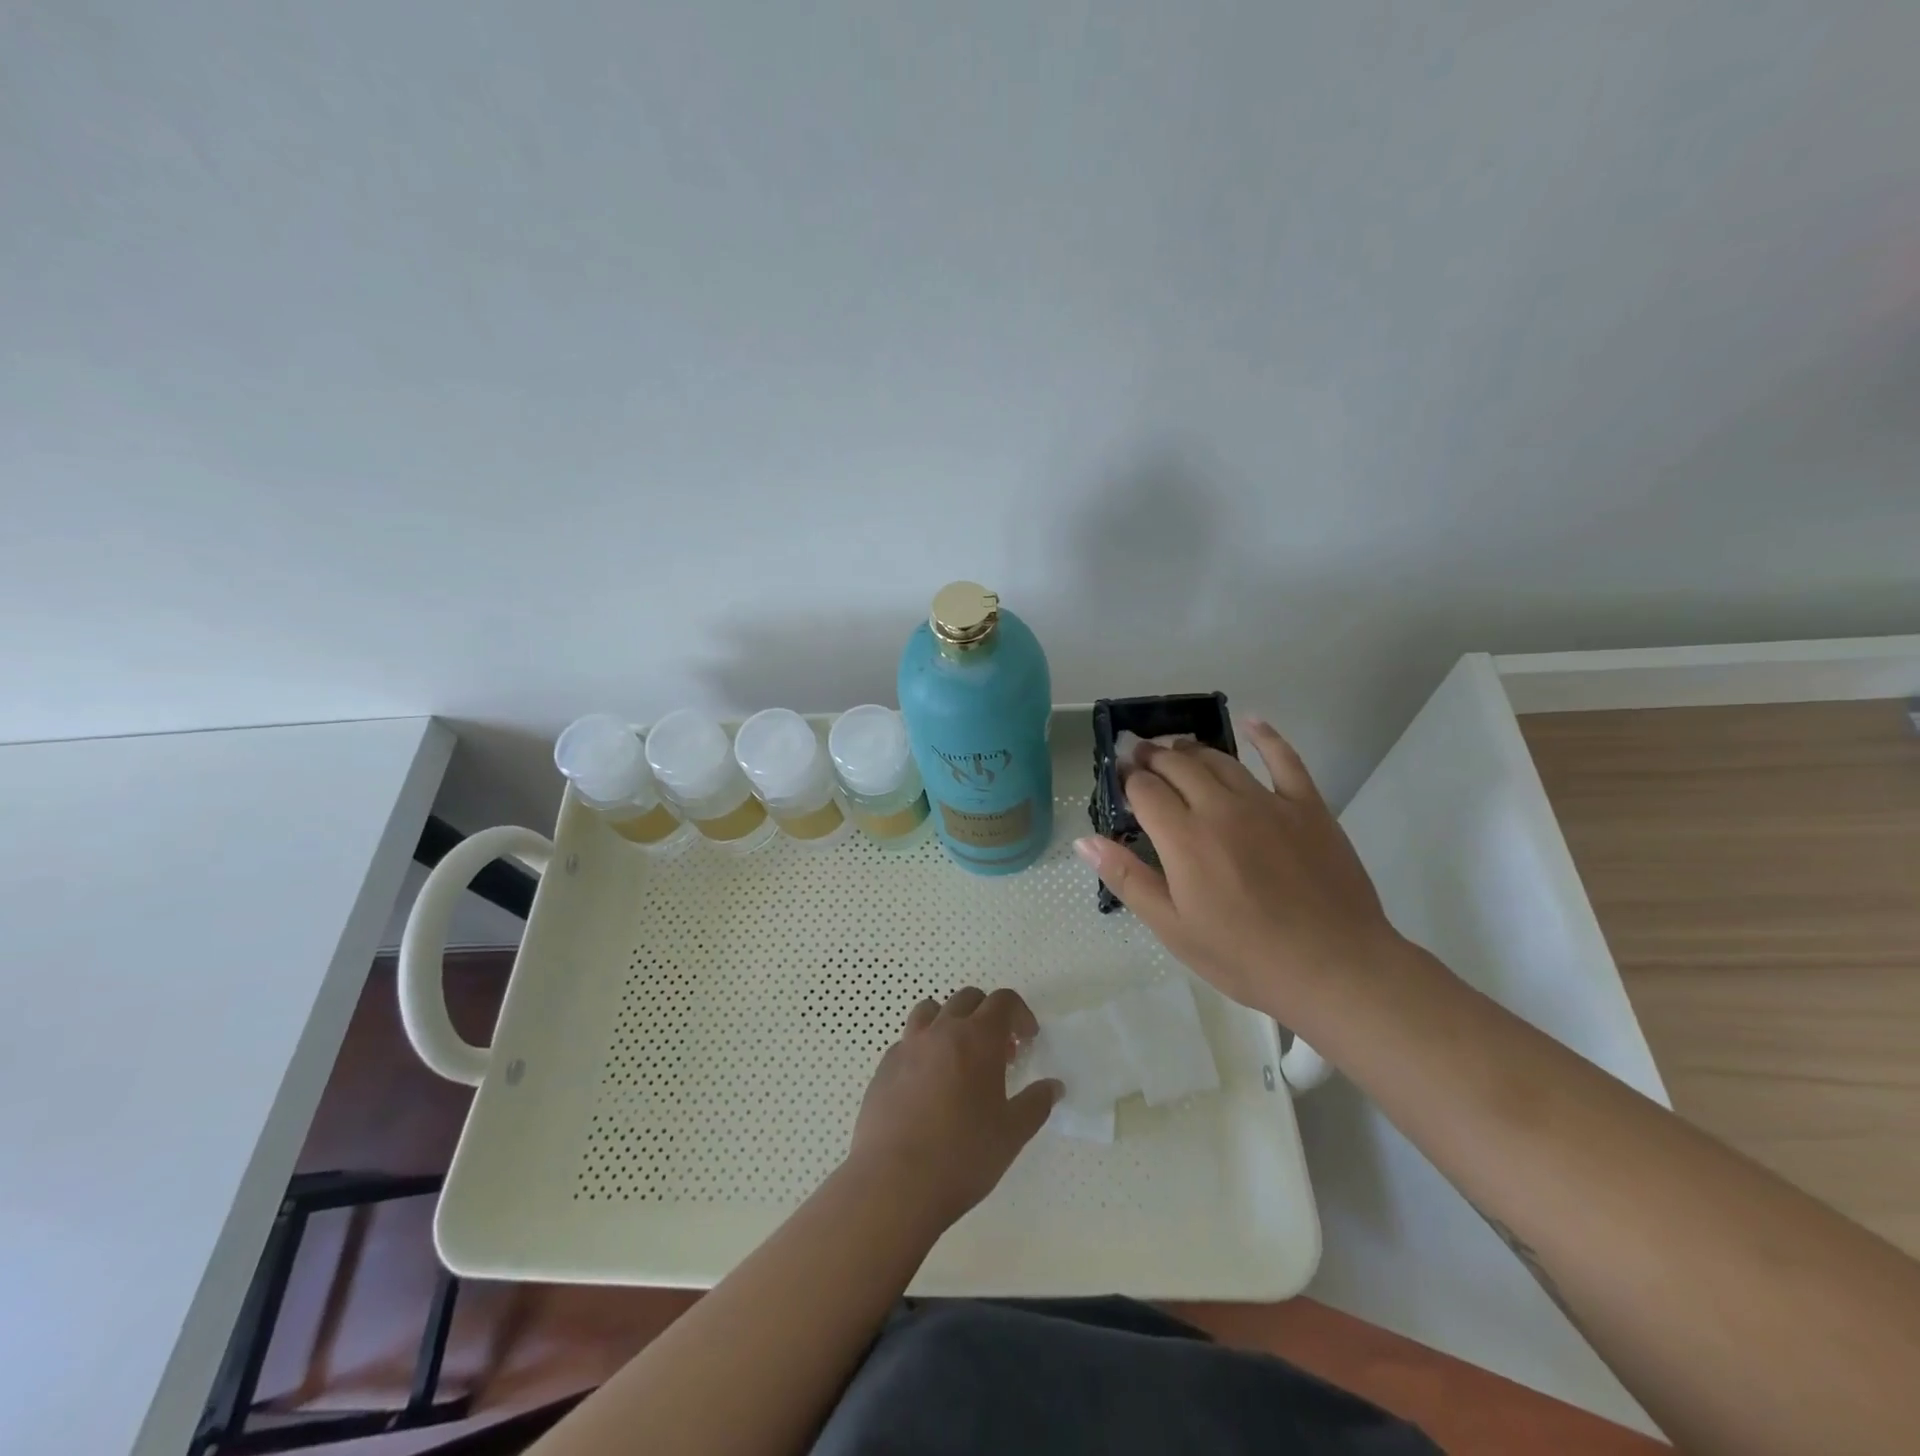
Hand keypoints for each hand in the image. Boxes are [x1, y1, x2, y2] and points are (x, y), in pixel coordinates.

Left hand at [847, 987, 1059, 1234]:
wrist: (894, 1182)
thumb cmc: (962, 1155)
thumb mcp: (1012, 1134)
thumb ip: (1036, 1104)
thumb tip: (1053, 1086)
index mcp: (978, 1038)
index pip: (1003, 1001)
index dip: (1020, 1014)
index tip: (1028, 1039)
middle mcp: (942, 1030)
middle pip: (967, 999)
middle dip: (987, 1015)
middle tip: (998, 1052)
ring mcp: (908, 1045)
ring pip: (931, 1011)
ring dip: (950, 1022)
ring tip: (958, 1057)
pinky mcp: (884, 1066)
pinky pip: (907, 1041)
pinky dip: (923, 1049)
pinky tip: (927, 1084)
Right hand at [1074, 719, 1400, 1020]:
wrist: (1334, 968)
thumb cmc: (1243, 956)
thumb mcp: (1173, 928)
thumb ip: (1127, 878)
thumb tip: (1084, 841)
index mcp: (1184, 837)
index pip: (1145, 790)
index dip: (1128, 779)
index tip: (1121, 780)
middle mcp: (1221, 807)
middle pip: (1178, 765)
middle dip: (1153, 757)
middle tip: (1142, 757)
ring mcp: (1267, 802)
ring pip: (1220, 759)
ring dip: (1192, 749)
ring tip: (1178, 749)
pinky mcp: (1307, 806)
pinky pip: (1284, 759)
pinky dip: (1266, 736)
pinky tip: (1252, 722)